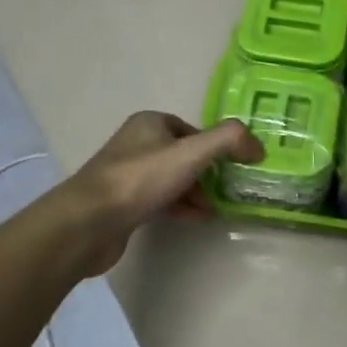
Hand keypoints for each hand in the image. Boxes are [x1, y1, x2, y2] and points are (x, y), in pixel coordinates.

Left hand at [57, 112, 262, 276]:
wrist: (89, 223)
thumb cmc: (140, 179)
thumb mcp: (191, 152)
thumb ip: (228, 141)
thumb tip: (257, 146)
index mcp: (149, 123)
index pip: (192, 129)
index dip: (215, 146)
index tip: (235, 166)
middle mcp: (137, 144)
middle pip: (184, 154)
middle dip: (208, 171)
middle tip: (230, 189)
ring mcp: (128, 175)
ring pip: (173, 179)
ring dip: (196, 191)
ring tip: (218, 207)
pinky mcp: (124, 204)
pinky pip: (161, 200)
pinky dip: (182, 206)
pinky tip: (199, 218)